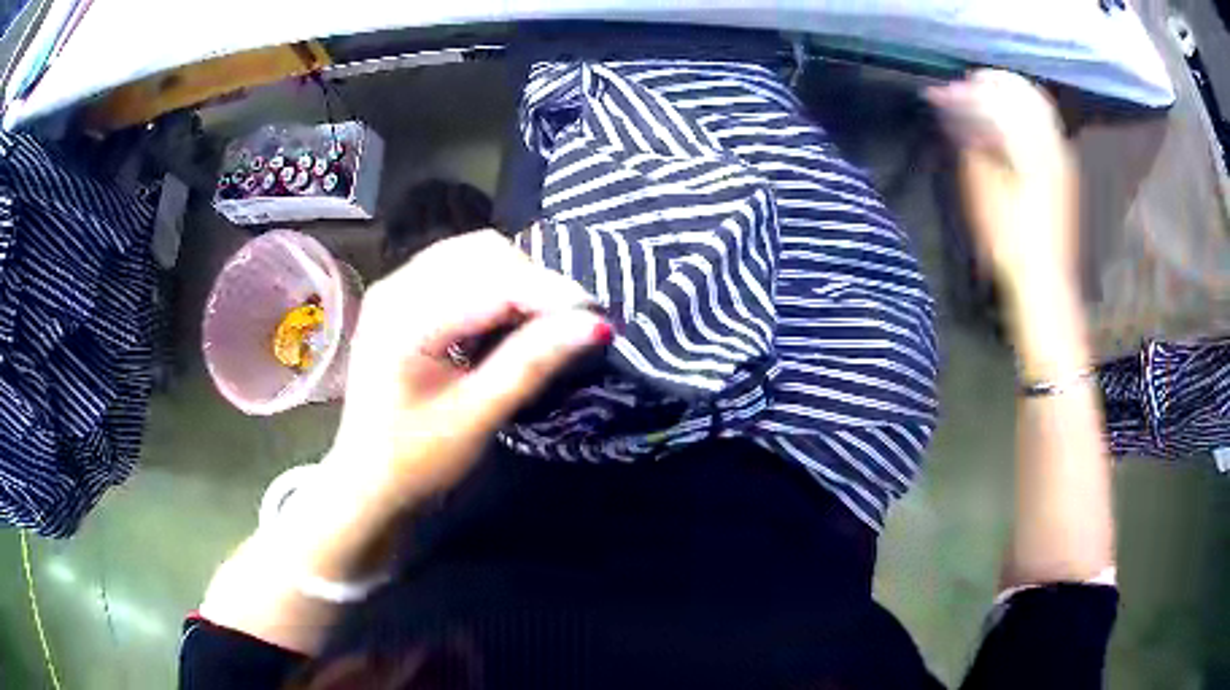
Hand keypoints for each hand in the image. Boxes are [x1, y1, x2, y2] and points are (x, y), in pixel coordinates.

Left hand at [331, 228, 610, 504]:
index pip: (491, 283)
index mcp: (404, 320)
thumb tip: (595, 326)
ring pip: (473, 254)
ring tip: (544, 320)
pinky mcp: (403, 296)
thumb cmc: (416, 461)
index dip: (549, 294)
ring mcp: (396, 286)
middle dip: (534, 281)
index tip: (597, 319)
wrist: (368, 482)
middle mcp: (396, 287)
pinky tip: (509, 314)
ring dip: (517, 278)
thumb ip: (531, 364)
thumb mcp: (476, 418)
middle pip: (482, 253)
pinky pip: (460, 267)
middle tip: (569, 324)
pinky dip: (495, 282)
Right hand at [926, 70, 1077, 300]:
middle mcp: (1051, 140)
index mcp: (1031, 142)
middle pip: (1022, 90)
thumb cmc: (1008, 236)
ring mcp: (1062, 154)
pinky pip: (1045, 123)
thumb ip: (970, 137)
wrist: (1043, 280)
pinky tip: (1007, 125)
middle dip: (992, 83)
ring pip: (1036, 104)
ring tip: (984, 104)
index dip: (968, 89)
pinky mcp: (1064, 170)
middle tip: (966, 90)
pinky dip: (1023, 113)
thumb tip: (954, 104)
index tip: (945, 94)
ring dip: (1009, 95)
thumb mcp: (981, 186)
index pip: (998, 94)